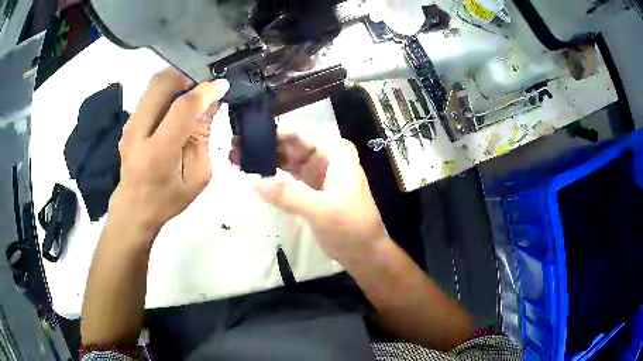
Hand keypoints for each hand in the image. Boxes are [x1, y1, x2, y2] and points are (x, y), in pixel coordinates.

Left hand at [109, 68, 229, 234]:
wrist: (134, 208)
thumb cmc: (167, 199)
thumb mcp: (197, 176)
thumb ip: (203, 138)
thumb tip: (211, 103)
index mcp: (157, 154)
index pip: (182, 109)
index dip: (205, 92)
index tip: (222, 85)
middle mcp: (137, 133)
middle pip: (161, 83)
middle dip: (188, 76)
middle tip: (206, 84)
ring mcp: (130, 124)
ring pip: (155, 83)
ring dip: (179, 80)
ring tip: (195, 91)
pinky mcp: (129, 120)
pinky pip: (151, 92)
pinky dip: (169, 89)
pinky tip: (180, 101)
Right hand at [231, 131, 385, 265]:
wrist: (364, 252)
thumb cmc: (352, 228)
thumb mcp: (322, 211)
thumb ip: (289, 195)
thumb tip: (254, 182)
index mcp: (335, 152)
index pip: (299, 133)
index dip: (272, 131)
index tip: (245, 135)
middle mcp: (326, 156)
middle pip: (290, 143)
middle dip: (264, 144)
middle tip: (234, 148)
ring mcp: (317, 171)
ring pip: (287, 158)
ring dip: (265, 158)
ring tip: (237, 159)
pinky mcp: (310, 187)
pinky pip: (287, 174)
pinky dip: (272, 174)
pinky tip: (254, 174)